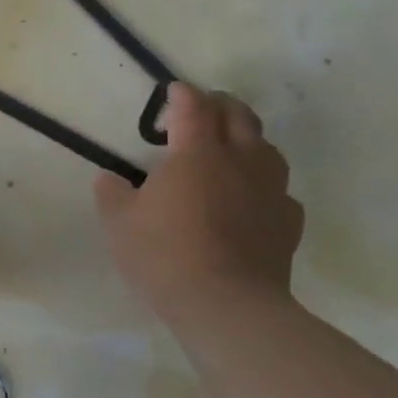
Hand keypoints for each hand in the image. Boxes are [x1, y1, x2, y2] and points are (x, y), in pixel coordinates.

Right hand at [94, 84, 302, 325]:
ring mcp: (271, 189)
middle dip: (219, 105)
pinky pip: (279, 190)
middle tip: (202, 111)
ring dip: (247, 139)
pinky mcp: (288, 220)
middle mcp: (240, 160)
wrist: (226, 305)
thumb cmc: (164, 256)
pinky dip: (262, 185)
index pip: (193, 106)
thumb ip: (112, 194)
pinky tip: (250, 200)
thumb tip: (109, 178)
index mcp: (197, 153)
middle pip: (238, 115)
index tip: (172, 92)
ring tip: (229, 152)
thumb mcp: (119, 225)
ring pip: (266, 147)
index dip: (182, 94)